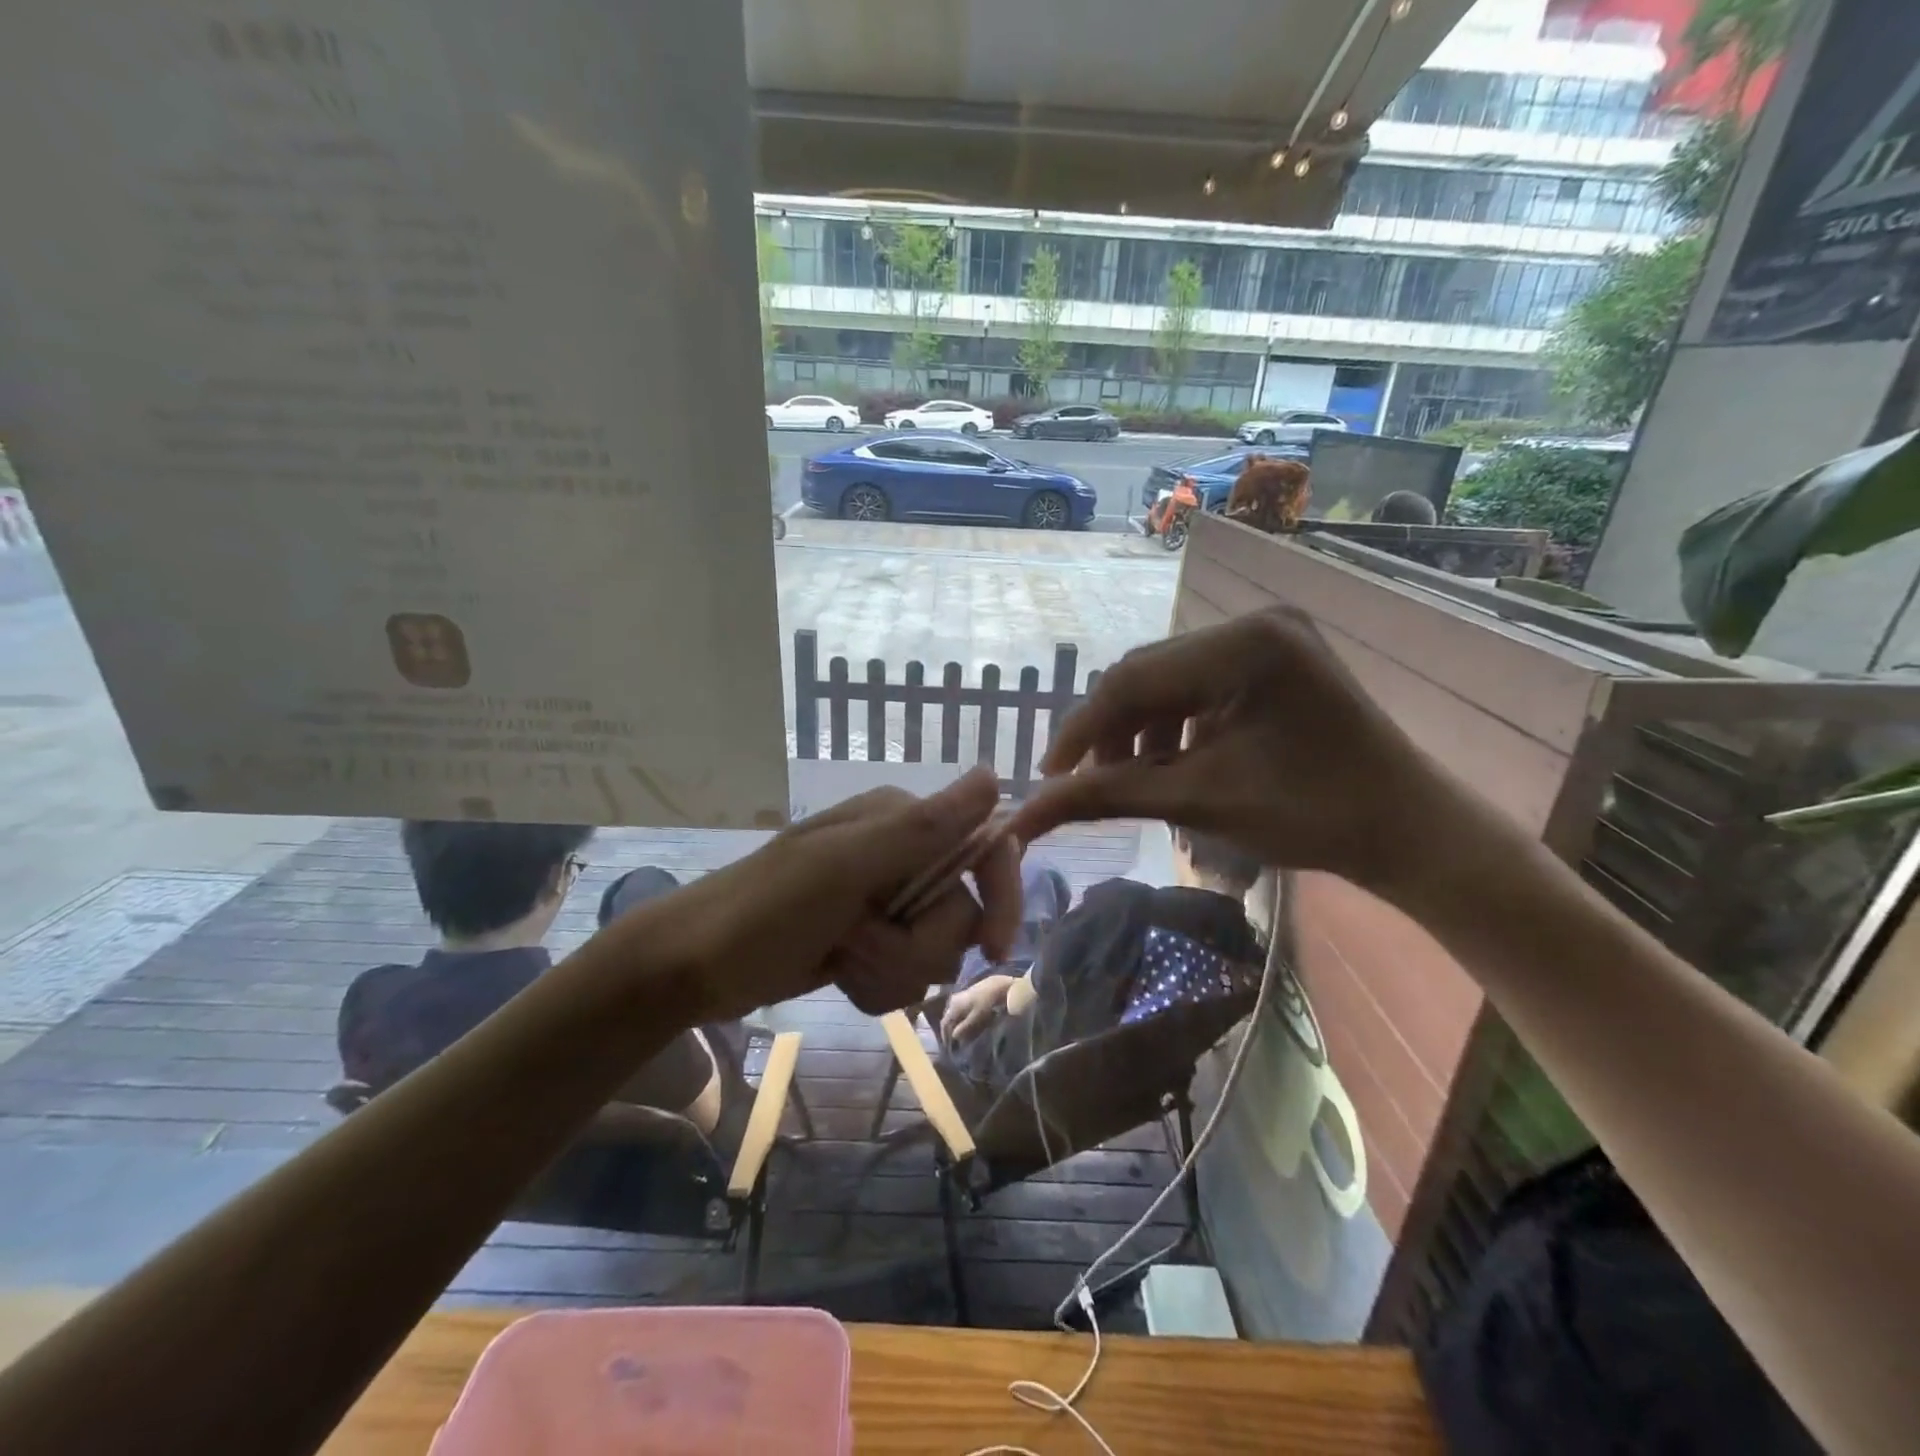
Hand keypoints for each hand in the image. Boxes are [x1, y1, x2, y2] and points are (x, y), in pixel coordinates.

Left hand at [630, 766, 1023, 1021]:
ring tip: (842, 961)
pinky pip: (907, 972)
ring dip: (892, 970)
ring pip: (935, 951)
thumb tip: (992, 777)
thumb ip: (922, 828)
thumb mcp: (843, 868)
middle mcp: (900, 855)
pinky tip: (842, 977)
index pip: (982, 849)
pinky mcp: (871, 939)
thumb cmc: (764, 910)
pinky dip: (879, 985)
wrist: (693, 966)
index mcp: (900, 822)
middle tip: (857, 945)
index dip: (1000, 897)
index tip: (996, 952)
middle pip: (958, 914)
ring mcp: (884, 900)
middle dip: (913, 947)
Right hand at [940, 974, 1017, 1044]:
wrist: (996, 986)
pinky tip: (967, 1023)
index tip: (948, 1046)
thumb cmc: (986, 1003)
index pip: (944, 1023)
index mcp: (954, 1006)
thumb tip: (953, 1036)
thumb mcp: (976, 1017)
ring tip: (961, 1034)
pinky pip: (959, 1009)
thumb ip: (964, 1027)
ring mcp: (960, 996)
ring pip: (954, 1014)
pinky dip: (961, 1018)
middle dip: (950, 1030)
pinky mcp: (967, 995)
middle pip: (948, 1018)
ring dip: (956, 1024)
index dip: (945, 1035)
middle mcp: (953, 1000)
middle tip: (954, 1042)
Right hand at [1006, 607, 1457, 897]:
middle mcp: (1255, 622)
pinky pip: (1200, 685)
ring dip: (1142, 731)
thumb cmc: (1313, 816)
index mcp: (1245, 644)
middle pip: (1149, 675)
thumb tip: (1024, 815)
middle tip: (1095, 785)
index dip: (1081, 728)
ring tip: (1140, 783)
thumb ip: (1108, 796)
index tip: (1049, 778)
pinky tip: (1176, 764)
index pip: (1133, 677)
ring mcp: (1268, 636)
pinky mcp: (1274, 657)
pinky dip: (1176, 726)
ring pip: (1170, 681)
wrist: (1409, 831)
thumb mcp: (1202, 801)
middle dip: (1114, 732)